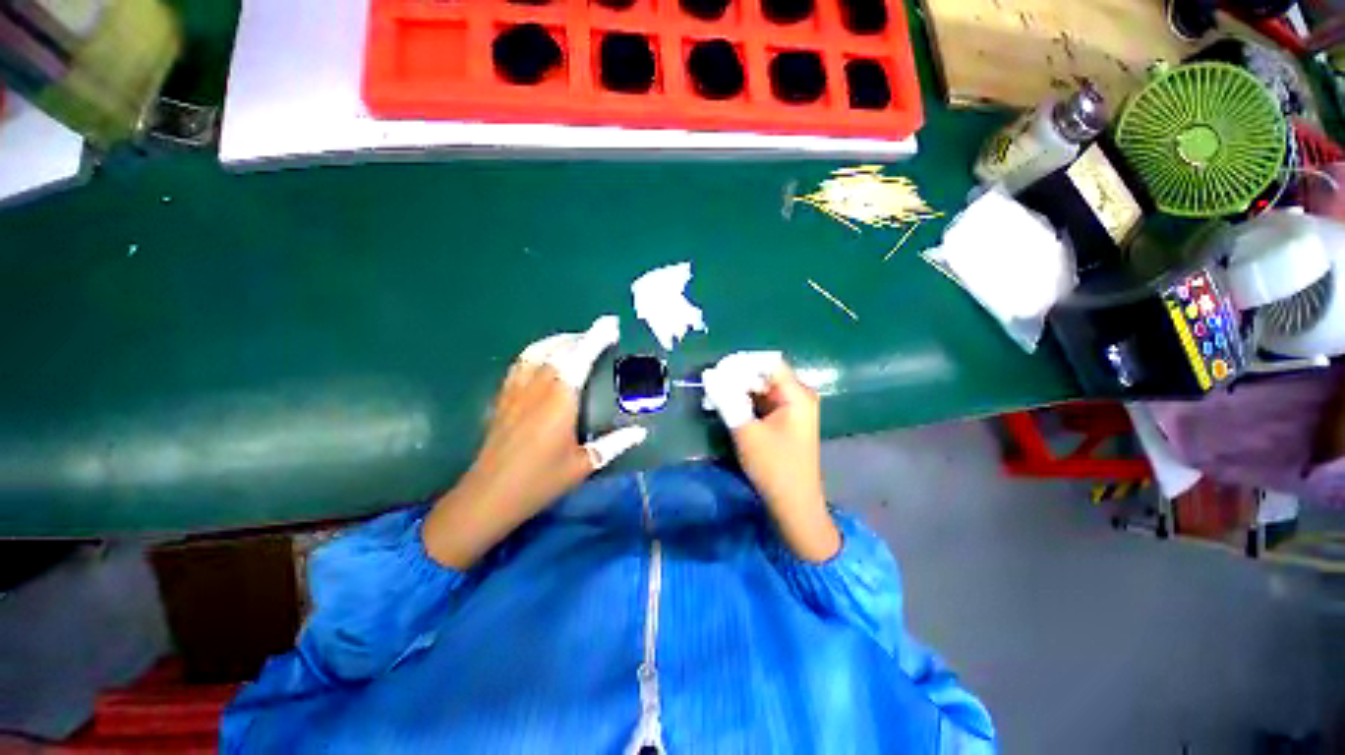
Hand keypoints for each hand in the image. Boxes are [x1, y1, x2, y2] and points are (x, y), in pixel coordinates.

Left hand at [424, 317, 645, 568]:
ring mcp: (516, 389)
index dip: (596, 337)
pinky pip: (521, 362)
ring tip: (576, 341)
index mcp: (560, 399)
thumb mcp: (583, 465)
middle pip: (559, 348)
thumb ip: (614, 444)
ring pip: (537, 351)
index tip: (610, 323)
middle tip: (601, 335)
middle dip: (582, 336)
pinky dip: (538, 351)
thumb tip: (641, 433)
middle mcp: (537, 386)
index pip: (580, 357)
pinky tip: (545, 359)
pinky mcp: (504, 396)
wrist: (489, 494)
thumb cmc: (540, 480)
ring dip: (559, 340)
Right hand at [703, 354, 839, 561]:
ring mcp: (792, 408)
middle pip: (763, 374)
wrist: (793, 504)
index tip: (716, 372)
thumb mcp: (746, 432)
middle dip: (736, 378)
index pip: (767, 362)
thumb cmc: (774, 467)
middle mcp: (798, 395)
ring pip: (760, 388)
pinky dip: (744, 402)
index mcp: (796, 394)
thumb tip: (709, 374)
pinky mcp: (784, 420)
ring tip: (713, 397)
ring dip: (738, 391)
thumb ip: (727, 400)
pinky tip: (726, 408)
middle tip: (711, 387)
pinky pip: (762, 401)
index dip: (741, 363)